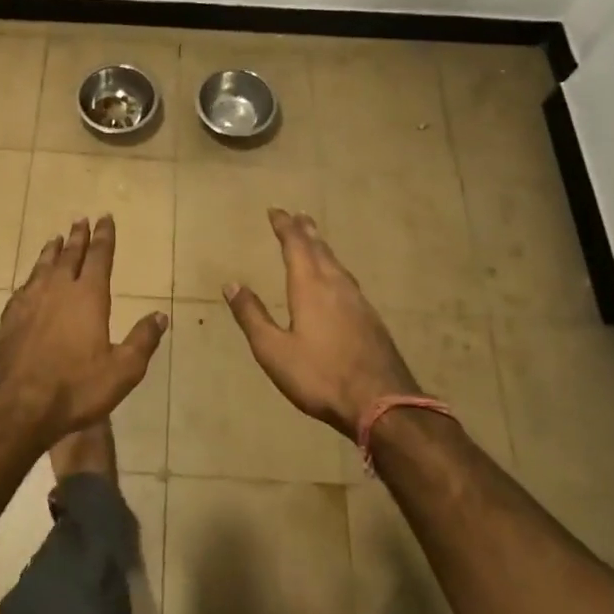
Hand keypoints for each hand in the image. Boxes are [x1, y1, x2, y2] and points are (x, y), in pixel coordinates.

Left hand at [0, 216, 167, 444]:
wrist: (16, 406)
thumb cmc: (75, 388)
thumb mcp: (122, 370)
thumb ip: (142, 340)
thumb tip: (160, 316)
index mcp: (88, 296)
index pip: (99, 256)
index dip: (104, 236)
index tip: (105, 218)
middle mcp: (58, 289)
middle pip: (70, 255)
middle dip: (78, 236)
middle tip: (81, 220)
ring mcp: (30, 301)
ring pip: (43, 266)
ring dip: (52, 251)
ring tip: (56, 239)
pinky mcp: (9, 317)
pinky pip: (25, 286)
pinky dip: (32, 275)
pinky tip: (31, 280)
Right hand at [224, 208, 419, 437]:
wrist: (382, 402)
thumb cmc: (320, 375)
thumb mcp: (273, 351)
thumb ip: (252, 316)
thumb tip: (231, 284)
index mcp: (310, 286)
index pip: (296, 245)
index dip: (285, 226)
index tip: (275, 211)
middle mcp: (335, 285)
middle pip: (320, 249)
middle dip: (306, 231)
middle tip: (299, 215)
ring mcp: (358, 301)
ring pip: (337, 264)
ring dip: (323, 248)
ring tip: (316, 241)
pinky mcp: (371, 318)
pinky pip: (348, 280)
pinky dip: (336, 268)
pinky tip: (338, 281)